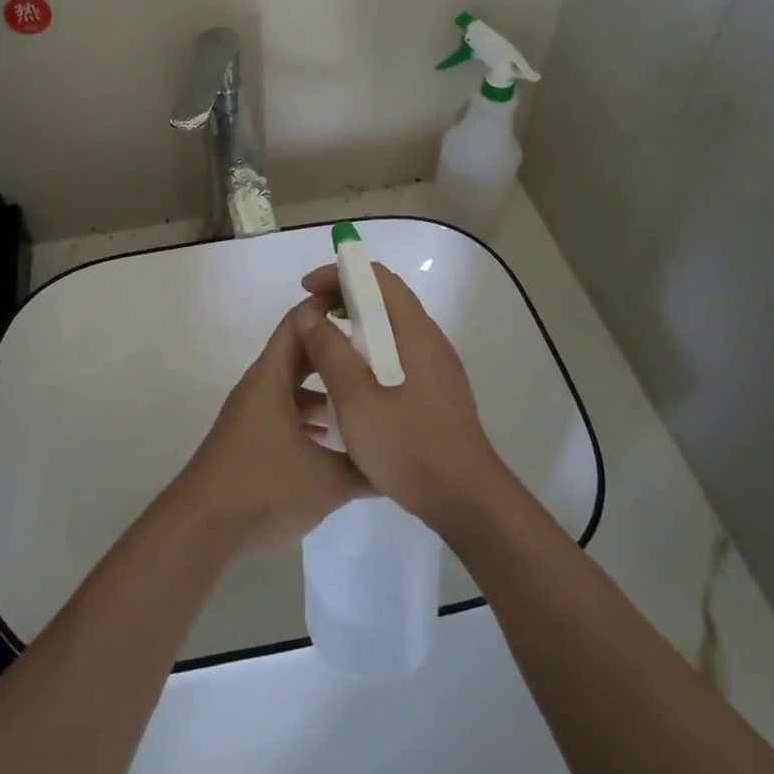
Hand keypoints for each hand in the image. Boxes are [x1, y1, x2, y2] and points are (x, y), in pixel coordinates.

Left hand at [168, 300, 366, 556]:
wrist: (202, 526)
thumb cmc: (263, 486)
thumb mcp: (327, 481)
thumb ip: (365, 468)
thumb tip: (397, 459)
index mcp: (272, 376)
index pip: (300, 322)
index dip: (329, 308)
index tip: (364, 307)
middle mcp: (261, 385)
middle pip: (299, 352)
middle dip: (334, 349)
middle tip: (375, 351)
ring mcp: (253, 412)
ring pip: (292, 385)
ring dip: (323, 386)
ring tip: (362, 394)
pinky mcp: (250, 438)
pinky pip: (285, 411)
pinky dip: (309, 415)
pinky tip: (333, 441)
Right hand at [293, 264, 509, 536]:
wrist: (466, 499)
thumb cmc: (408, 445)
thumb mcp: (356, 399)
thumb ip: (330, 351)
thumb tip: (309, 315)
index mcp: (414, 331)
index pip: (377, 277)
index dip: (339, 274)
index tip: (307, 290)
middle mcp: (429, 339)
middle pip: (385, 298)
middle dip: (344, 298)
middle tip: (310, 319)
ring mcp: (437, 365)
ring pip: (391, 328)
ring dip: (356, 327)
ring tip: (323, 349)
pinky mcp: (437, 389)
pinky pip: (398, 353)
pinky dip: (370, 351)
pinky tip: (352, 383)